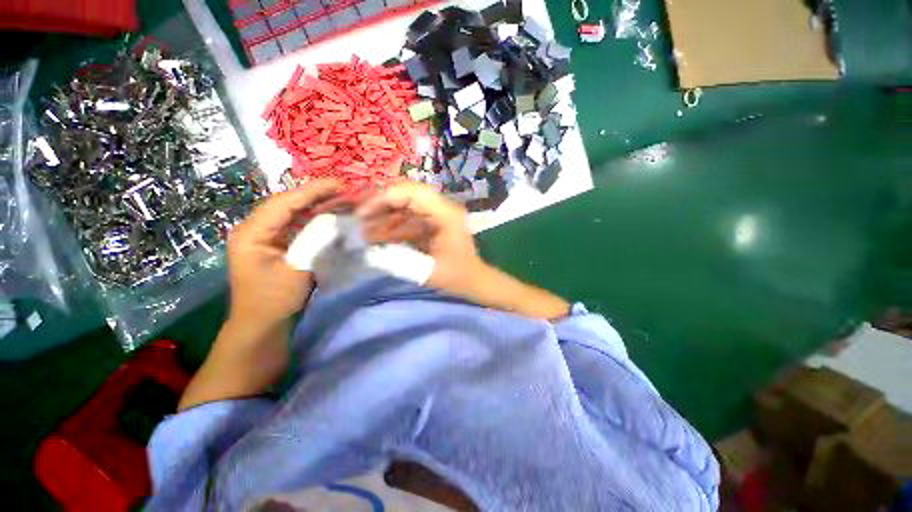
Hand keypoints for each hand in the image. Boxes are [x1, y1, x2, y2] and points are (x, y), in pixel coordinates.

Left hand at [226, 179, 341, 327]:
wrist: (262, 324)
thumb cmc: (274, 300)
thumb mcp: (297, 270)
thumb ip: (315, 242)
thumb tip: (336, 221)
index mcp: (252, 233)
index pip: (284, 203)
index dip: (312, 191)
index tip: (339, 184)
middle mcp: (256, 228)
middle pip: (288, 204)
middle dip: (317, 195)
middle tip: (345, 190)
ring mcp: (266, 236)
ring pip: (293, 213)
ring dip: (317, 205)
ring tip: (342, 199)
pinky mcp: (276, 244)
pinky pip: (296, 225)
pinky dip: (315, 219)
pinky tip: (331, 215)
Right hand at [356, 181, 485, 293]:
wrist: (475, 280)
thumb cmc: (456, 277)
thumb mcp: (427, 272)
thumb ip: (398, 258)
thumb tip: (368, 247)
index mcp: (446, 215)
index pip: (412, 192)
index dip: (385, 198)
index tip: (363, 213)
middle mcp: (443, 209)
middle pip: (407, 194)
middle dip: (381, 204)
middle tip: (359, 218)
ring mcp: (438, 215)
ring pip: (405, 206)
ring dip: (384, 216)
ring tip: (364, 230)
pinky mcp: (433, 223)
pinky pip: (409, 218)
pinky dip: (392, 225)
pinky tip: (377, 236)